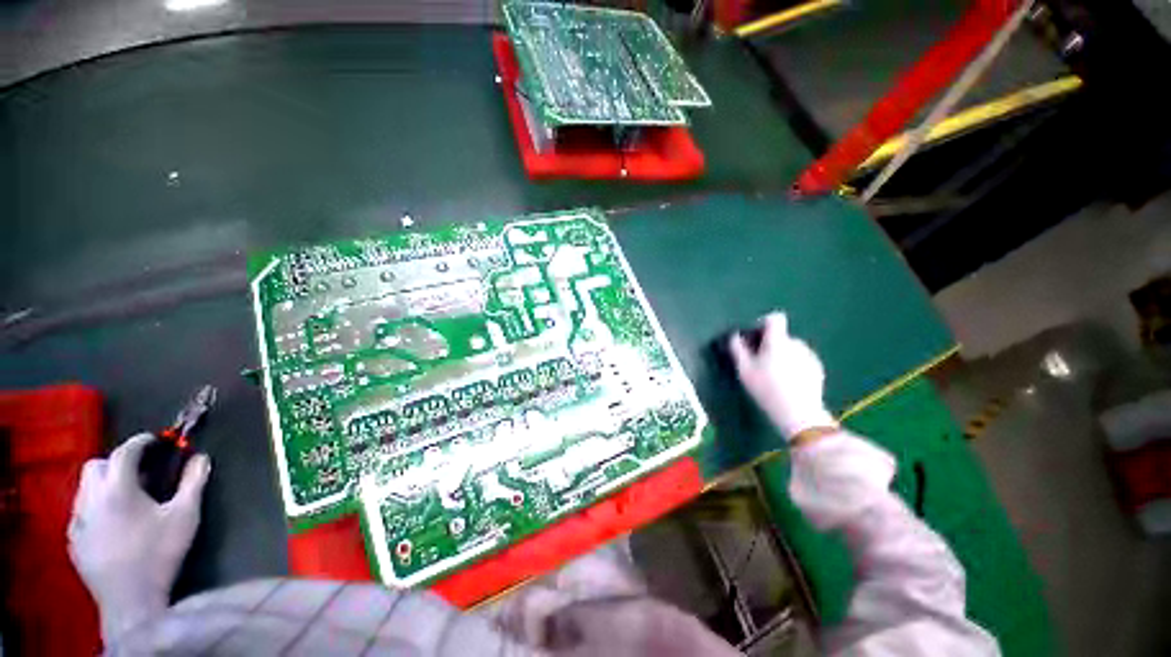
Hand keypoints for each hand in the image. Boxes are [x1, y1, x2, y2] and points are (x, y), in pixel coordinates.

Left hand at [68, 433, 210, 642]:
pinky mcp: (73, 539)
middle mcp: (91, 498)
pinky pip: (80, 511)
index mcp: (117, 488)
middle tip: (139, 471)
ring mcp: (77, 520)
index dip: (141, 442)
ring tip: (126, 497)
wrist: (131, 600)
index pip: (124, 451)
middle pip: (95, 465)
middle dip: (116, 461)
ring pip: (84, 488)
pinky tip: (112, 523)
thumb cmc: (160, 553)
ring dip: (103, 483)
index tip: (156, 440)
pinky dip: (95, 506)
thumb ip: (193, 483)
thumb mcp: (185, 516)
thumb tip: (201, 458)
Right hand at [729, 312, 836, 440]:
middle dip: (770, 344)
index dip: (763, 323)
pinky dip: (793, 365)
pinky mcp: (817, 368)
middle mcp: (796, 343)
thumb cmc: (766, 389)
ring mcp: (809, 356)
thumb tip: (735, 336)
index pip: (774, 319)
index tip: (754, 337)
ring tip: (774, 374)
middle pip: (781, 336)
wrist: (799, 413)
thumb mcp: (744, 370)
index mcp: (778, 341)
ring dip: (782, 355)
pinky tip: (787, 382)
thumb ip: (738, 349)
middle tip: (759, 362)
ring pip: (791, 348)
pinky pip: (801, 359)